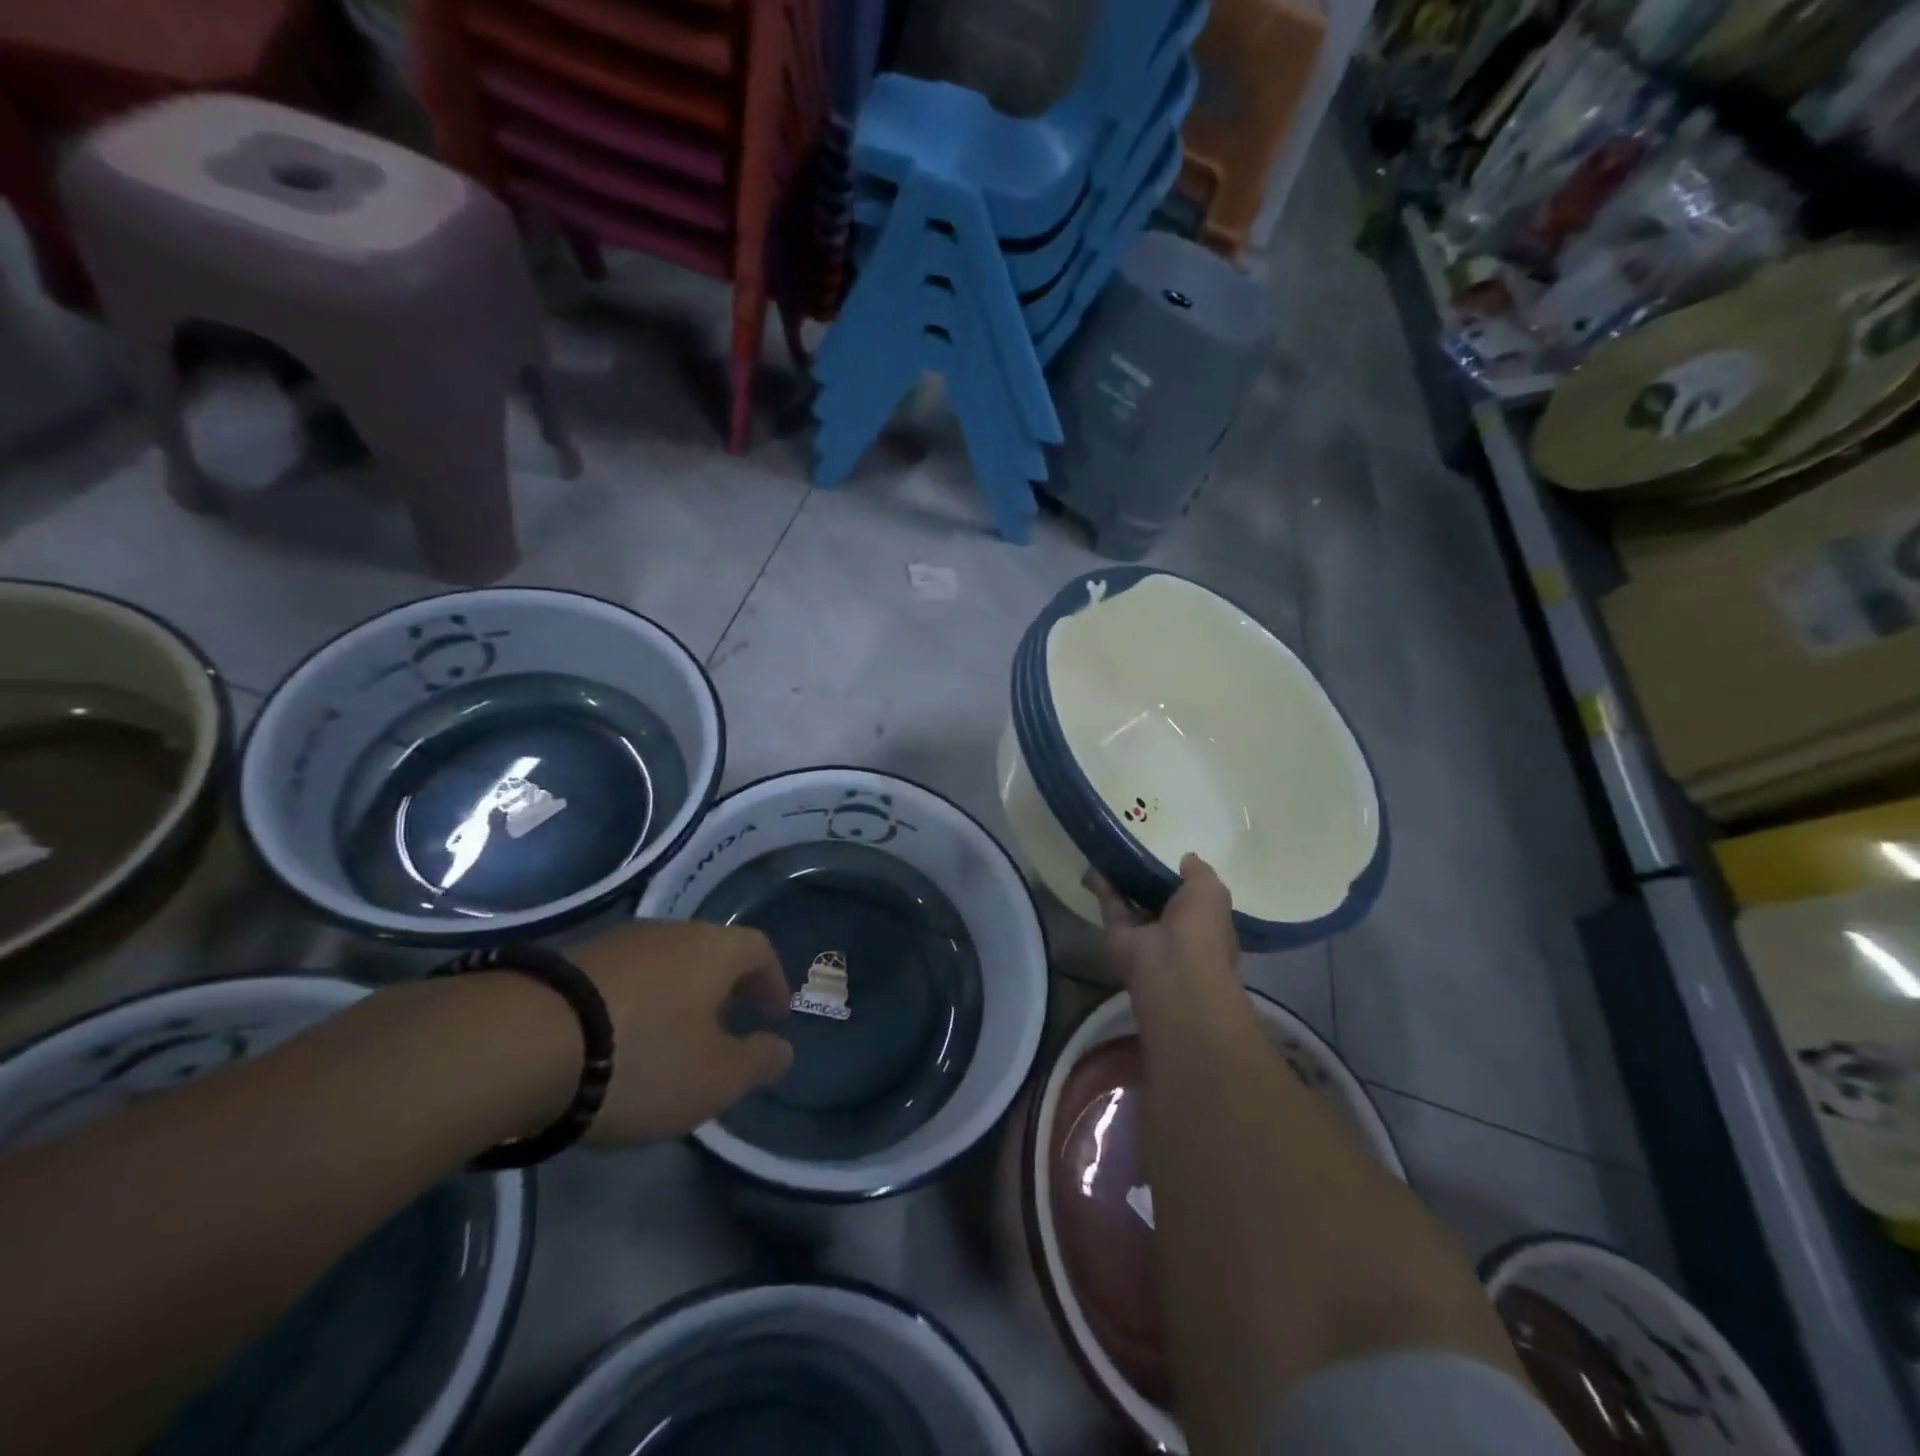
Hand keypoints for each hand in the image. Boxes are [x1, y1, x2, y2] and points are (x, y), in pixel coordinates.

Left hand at [568, 920, 794, 1144]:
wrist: (522, 1044)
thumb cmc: (643, 1058)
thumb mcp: (715, 1078)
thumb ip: (757, 1063)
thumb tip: (782, 1050)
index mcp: (714, 949)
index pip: (760, 950)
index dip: (772, 982)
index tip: (773, 1016)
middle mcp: (671, 932)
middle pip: (711, 953)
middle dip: (725, 990)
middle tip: (725, 1028)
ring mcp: (618, 942)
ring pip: (666, 963)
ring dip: (679, 995)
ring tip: (671, 1038)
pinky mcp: (572, 960)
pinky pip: (624, 977)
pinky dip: (637, 1002)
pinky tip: (620, 1038)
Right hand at [1088, 854, 1238, 998]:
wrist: (1171, 966)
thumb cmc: (1201, 927)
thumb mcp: (1210, 890)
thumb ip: (1199, 872)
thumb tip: (1187, 858)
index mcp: (1202, 924)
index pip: (1191, 901)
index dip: (1180, 882)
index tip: (1168, 861)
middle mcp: (1173, 932)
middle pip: (1157, 902)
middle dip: (1146, 881)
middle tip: (1134, 854)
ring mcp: (1144, 935)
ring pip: (1131, 904)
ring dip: (1121, 882)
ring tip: (1110, 854)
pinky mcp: (1117, 935)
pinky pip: (1111, 906)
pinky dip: (1103, 887)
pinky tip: (1095, 864)